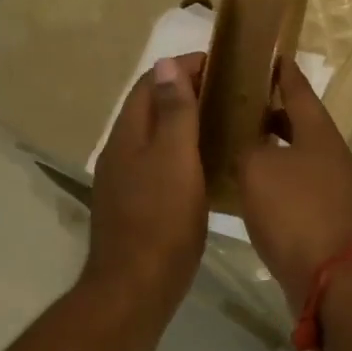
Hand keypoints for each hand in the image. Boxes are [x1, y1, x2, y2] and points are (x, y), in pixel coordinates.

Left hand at [83, 53, 207, 316]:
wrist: (136, 286)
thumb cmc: (161, 220)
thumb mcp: (174, 160)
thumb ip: (173, 112)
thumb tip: (166, 64)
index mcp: (128, 135)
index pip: (151, 84)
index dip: (183, 68)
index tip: (221, 65)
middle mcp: (121, 152)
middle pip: (151, 109)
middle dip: (186, 93)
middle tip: (230, 94)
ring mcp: (126, 182)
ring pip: (156, 139)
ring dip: (185, 125)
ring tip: (225, 124)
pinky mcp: (137, 207)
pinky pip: (160, 166)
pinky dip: (183, 155)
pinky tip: (208, 167)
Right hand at [237, 59, 351, 308]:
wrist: (332, 277)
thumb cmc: (295, 212)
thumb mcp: (257, 169)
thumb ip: (245, 146)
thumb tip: (245, 143)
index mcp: (318, 133)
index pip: (298, 89)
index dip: (281, 71)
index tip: (267, 55)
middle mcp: (330, 156)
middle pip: (298, 124)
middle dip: (268, 113)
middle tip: (234, 104)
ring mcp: (332, 189)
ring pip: (295, 157)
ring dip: (269, 150)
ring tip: (233, 145)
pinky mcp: (325, 219)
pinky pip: (294, 188)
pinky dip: (272, 182)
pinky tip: (246, 190)